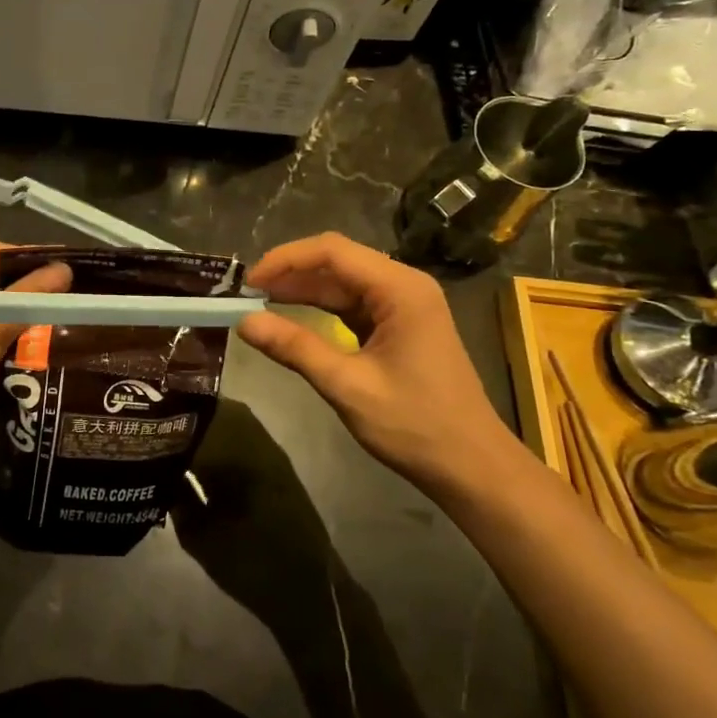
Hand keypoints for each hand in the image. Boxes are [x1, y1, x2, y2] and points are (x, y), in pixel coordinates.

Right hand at [237, 233, 522, 497]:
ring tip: (260, 304)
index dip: (285, 260)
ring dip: (303, 291)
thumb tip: (244, 322)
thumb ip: (295, 348)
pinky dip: (321, 309)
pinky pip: (353, 305)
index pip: (332, 251)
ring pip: (343, 283)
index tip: (248, 283)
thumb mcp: (347, 386)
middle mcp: (404, 285)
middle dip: (291, 273)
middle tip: (247, 295)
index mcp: (400, 289)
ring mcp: (405, 305)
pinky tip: (293, 319)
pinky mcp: (400, 326)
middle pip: (338, 261)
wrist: (472, 466)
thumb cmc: (415, 425)